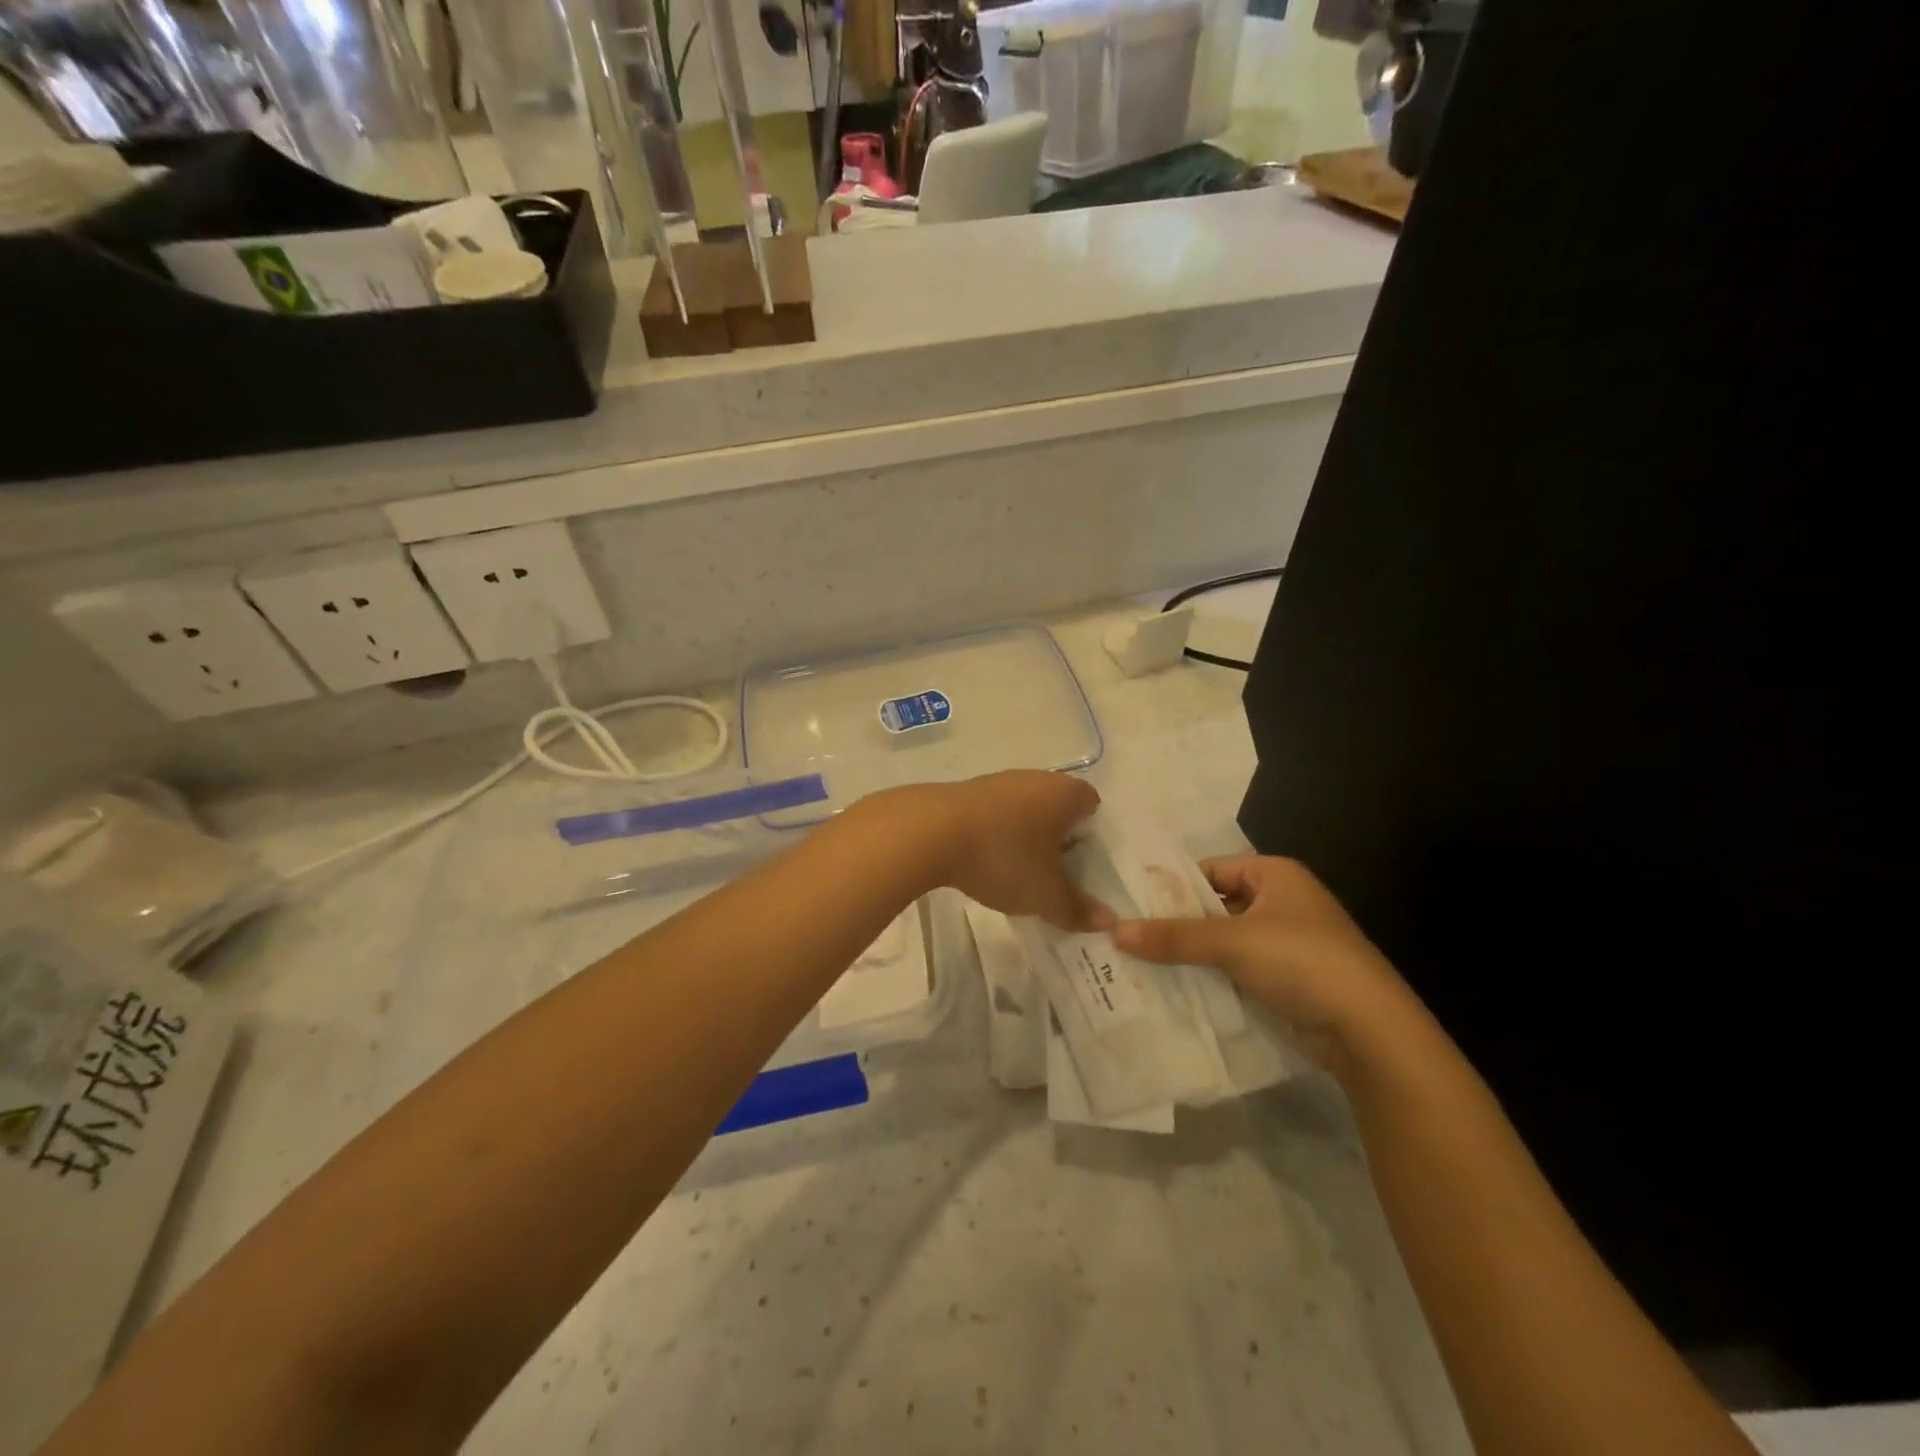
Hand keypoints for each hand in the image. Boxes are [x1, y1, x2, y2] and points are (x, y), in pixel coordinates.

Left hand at [894, 771, 1111, 931]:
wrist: (931, 832)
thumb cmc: (1003, 856)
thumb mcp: (1045, 894)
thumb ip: (1077, 909)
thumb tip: (1108, 921)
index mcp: (1064, 794)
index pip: (1092, 803)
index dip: (1093, 833)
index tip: (1084, 863)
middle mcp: (1035, 779)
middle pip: (1057, 805)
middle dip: (1059, 836)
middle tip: (1056, 872)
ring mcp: (998, 781)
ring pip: (1024, 808)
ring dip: (1025, 834)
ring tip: (1019, 870)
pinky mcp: (966, 792)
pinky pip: (995, 813)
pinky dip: (997, 833)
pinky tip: (986, 859)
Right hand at [1111, 855, 1420, 1076]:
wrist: (1370, 1031)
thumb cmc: (1300, 962)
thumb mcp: (1231, 942)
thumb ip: (1173, 937)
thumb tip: (1114, 932)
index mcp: (1275, 874)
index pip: (1211, 869)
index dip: (1173, 886)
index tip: (1132, 905)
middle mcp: (1282, 902)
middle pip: (1215, 906)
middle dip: (1177, 924)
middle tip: (1128, 937)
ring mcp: (1287, 943)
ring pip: (1224, 941)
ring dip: (1192, 954)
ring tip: (1141, 965)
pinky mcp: (1288, 980)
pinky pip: (1238, 969)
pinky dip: (1212, 977)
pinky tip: (1176, 989)